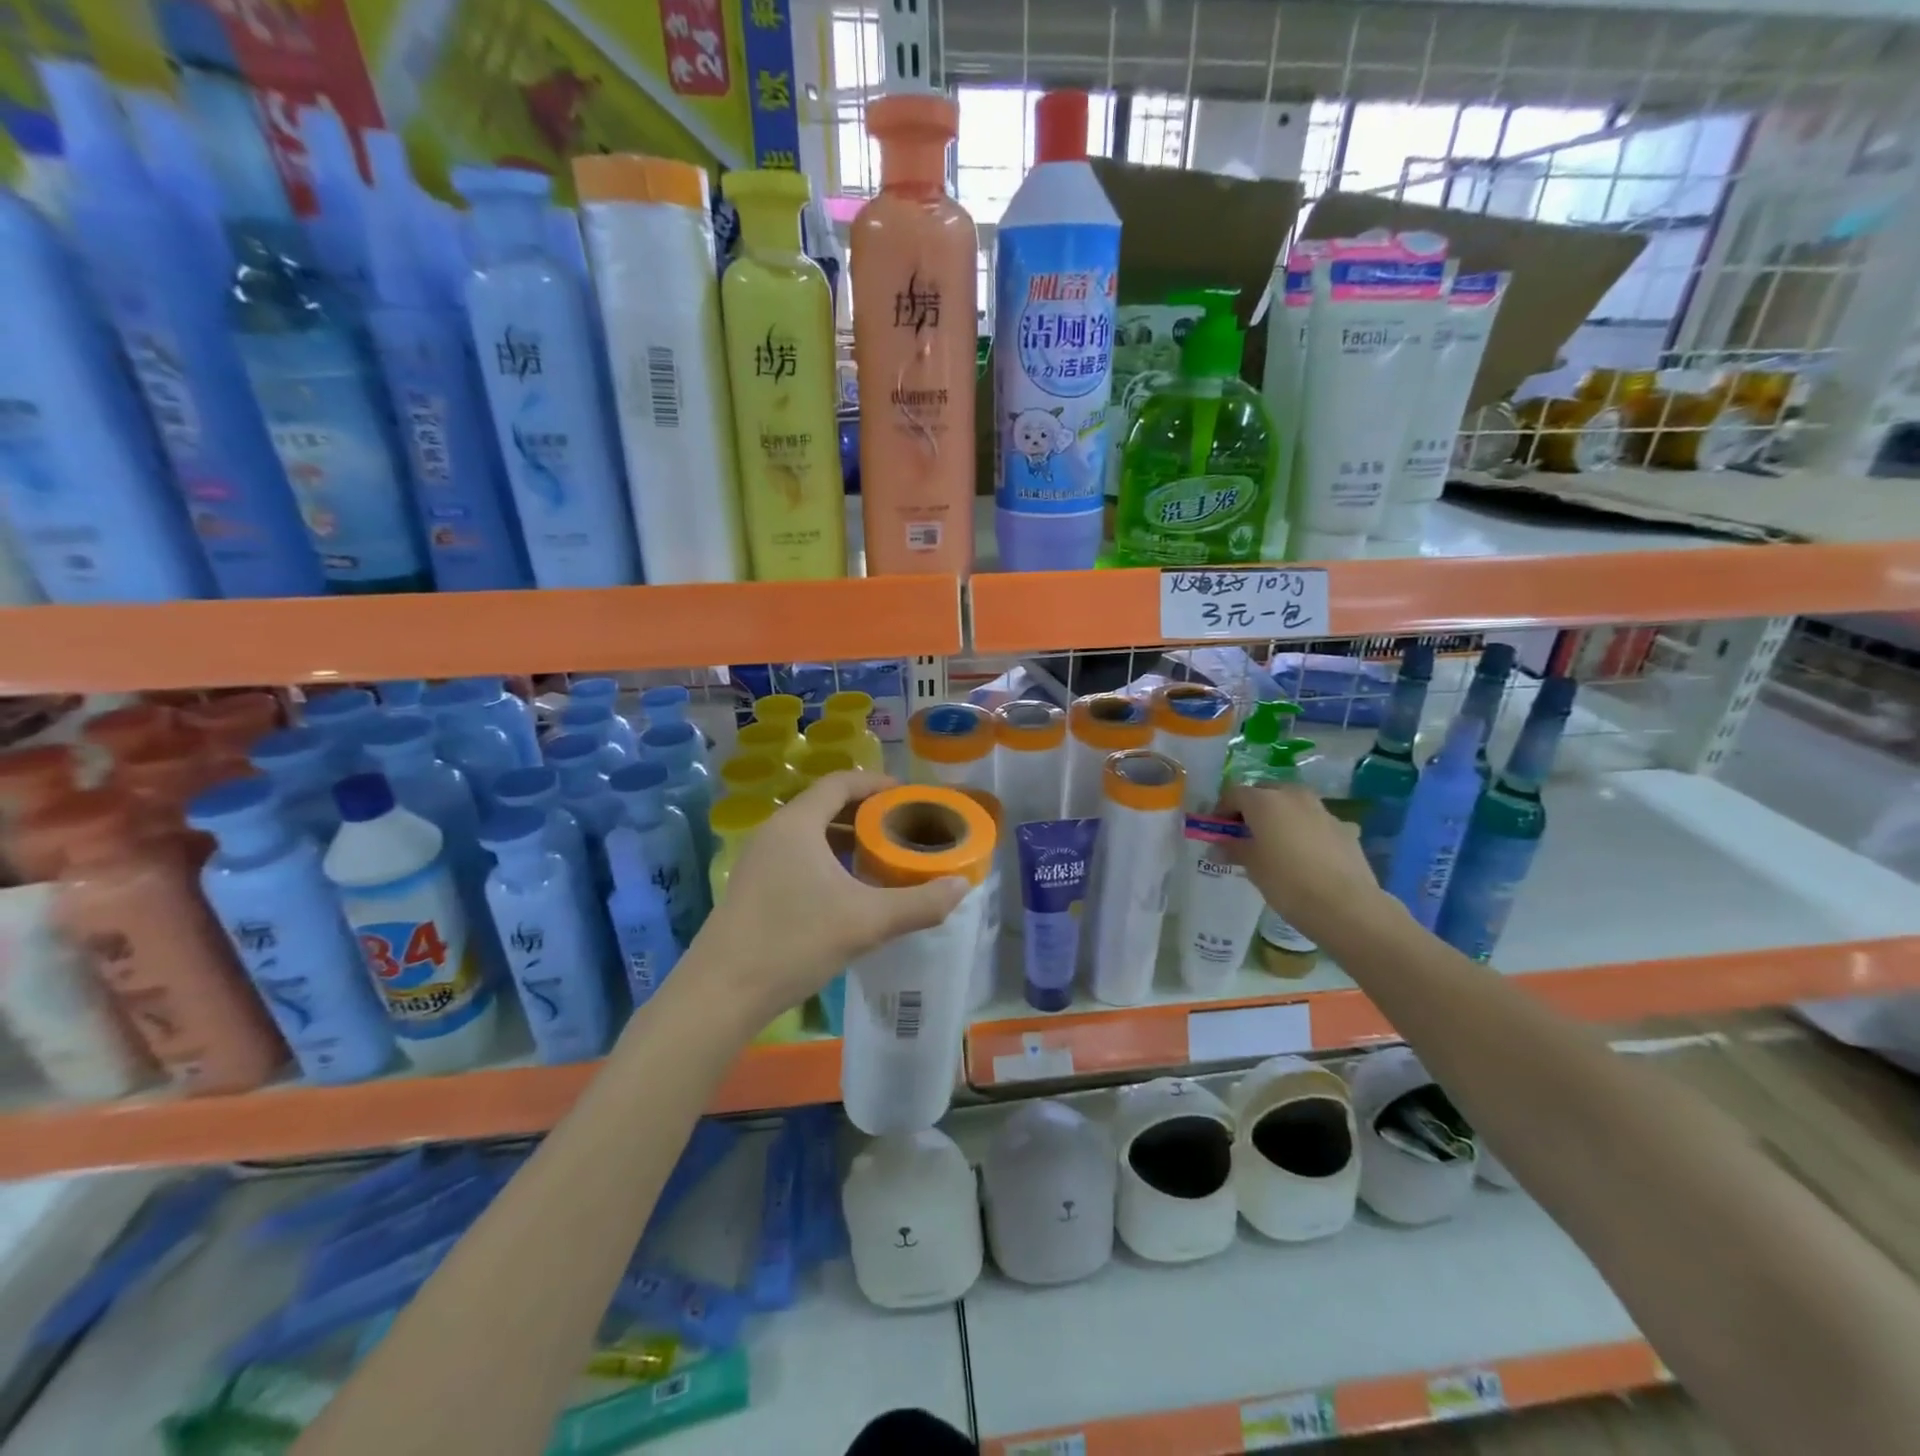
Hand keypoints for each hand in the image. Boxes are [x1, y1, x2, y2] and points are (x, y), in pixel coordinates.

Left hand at [691, 771, 969, 1024]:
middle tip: (903, 827)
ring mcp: (759, 859)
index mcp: (797, 824)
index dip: (877, 783)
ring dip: (847, 838)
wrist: (722, 993)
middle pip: (826, 805)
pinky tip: (849, 889)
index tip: (908, 796)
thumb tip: (963, 885)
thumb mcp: (866, 922)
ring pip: (811, 833)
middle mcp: (775, 832)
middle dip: (867, 812)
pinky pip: (798, 855)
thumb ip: (918, 903)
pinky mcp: (754, 886)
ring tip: (881, 855)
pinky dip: (828, 859)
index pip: (840, 783)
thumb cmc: (794, 943)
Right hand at [1222, 782, 1394, 943]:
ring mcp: (1322, 810)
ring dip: (1280, 817)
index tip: (1218, 830)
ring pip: (1293, 804)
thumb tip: (1219, 846)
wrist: (1345, 905)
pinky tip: (1306, 855)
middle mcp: (1293, 795)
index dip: (1221, 810)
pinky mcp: (1344, 827)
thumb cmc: (1286, 882)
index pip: (1233, 793)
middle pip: (1265, 793)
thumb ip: (1232, 849)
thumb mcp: (1251, 865)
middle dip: (1252, 809)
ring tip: (1275, 844)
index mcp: (1264, 800)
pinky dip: (1306, 831)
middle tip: (1244, 835)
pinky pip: (1316, 822)